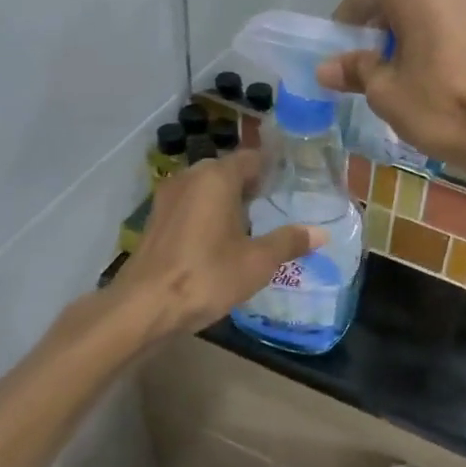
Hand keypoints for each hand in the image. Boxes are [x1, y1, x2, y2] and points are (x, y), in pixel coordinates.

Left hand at [116, 151, 323, 340]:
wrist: (144, 307)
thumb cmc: (207, 276)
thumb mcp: (257, 261)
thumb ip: (289, 242)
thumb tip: (321, 233)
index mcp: (216, 178)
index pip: (251, 158)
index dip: (273, 168)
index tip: (293, 182)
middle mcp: (189, 178)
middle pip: (227, 172)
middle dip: (251, 186)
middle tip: (278, 206)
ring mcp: (167, 199)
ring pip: (206, 190)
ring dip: (228, 202)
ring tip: (253, 225)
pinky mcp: (155, 222)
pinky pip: (190, 207)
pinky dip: (207, 216)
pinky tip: (221, 242)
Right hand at [318, 0, 465, 183]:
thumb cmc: (449, 108)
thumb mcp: (390, 95)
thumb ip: (358, 71)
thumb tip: (327, 67)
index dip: (346, 25)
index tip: (340, 54)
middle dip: (385, 20)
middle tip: (378, 61)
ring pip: (435, 1)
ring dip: (417, 25)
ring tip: (412, 68)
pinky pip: (461, 15)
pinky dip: (445, 33)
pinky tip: (445, 69)